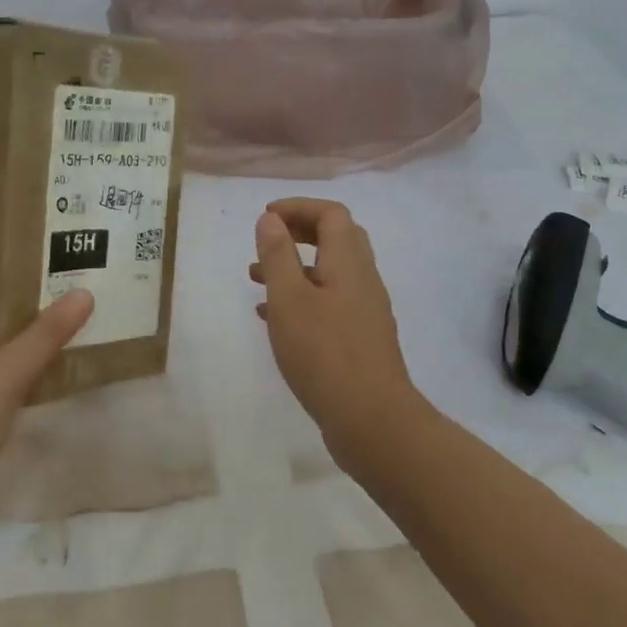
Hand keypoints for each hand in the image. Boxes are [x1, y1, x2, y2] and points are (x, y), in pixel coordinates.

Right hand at [251, 198, 418, 469]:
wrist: (371, 420)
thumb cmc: (324, 353)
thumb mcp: (289, 299)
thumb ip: (278, 255)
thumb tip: (270, 219)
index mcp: (349, 262)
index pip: (331, 214)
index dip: (298, 207)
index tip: (265, 216)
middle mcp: (362, 280)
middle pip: (336, 238)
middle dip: (298, 232)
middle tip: (265, 240)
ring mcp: (364, 311)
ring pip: (329, 273)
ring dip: (294, 266)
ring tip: (254, 278)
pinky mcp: (359, 338)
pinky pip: (328, 302)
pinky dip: (301, 298)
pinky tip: (272, 318)